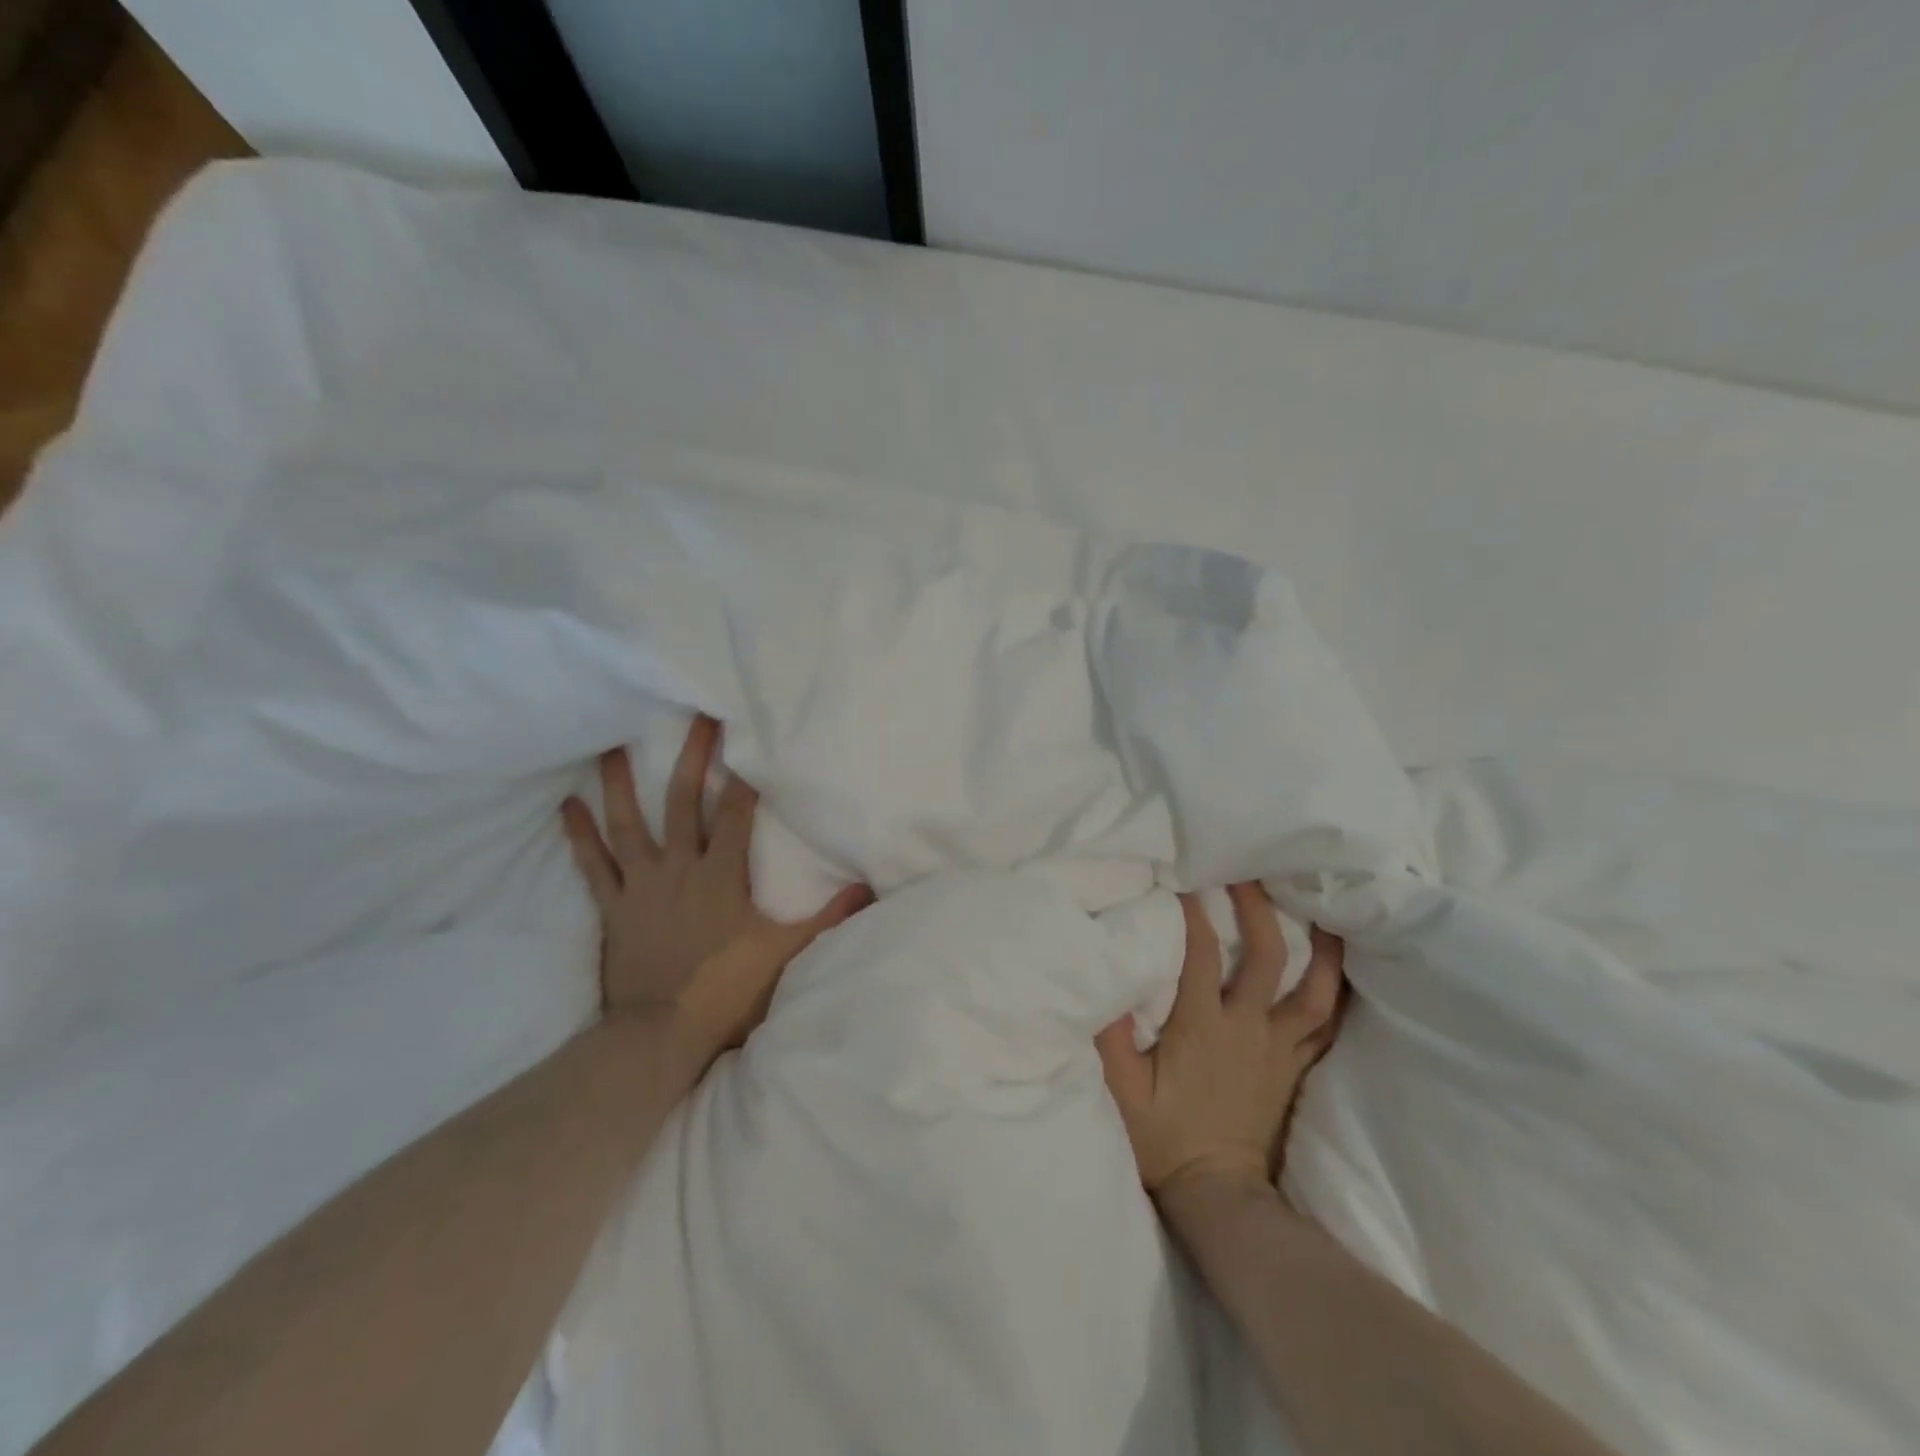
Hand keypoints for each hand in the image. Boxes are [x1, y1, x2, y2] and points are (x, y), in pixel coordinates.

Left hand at [561, 715, 871, 1074]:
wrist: (661, 1034)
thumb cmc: (726, 990)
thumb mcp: (785, 953)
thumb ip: (827, 918)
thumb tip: (869, 889)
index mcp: (722, 873)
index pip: (735, 812)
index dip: (741, 775)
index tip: (743, 738)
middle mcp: (679, 867)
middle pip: (683, 801)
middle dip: (691, 757)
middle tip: (694, 717)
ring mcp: (641, 885)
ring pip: (629, 824)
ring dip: (620, 785)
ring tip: (611, 746)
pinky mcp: (613, 908)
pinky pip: (593, 866)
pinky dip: (579, 836)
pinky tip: (566, 806)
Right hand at [1097, 883, 1344, 1199]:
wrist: (1219, 1194)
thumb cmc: (1164, 1139)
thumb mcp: (1123, 1091)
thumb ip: (1112, 1038)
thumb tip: (1103, 982)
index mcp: (1204, 1027)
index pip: (1202, 955)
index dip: (1195, 914)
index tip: (1187, 880)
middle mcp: (1248, 1029)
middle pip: (1267, 956)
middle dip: (1259, 908)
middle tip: (1251, 872)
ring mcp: (1279, 1048)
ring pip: (1316, 989)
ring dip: (1320, 946)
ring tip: (1321, 907)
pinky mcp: (1294, 1067)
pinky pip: (1326, 1024)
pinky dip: (1335, 992)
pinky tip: (1338, 968)